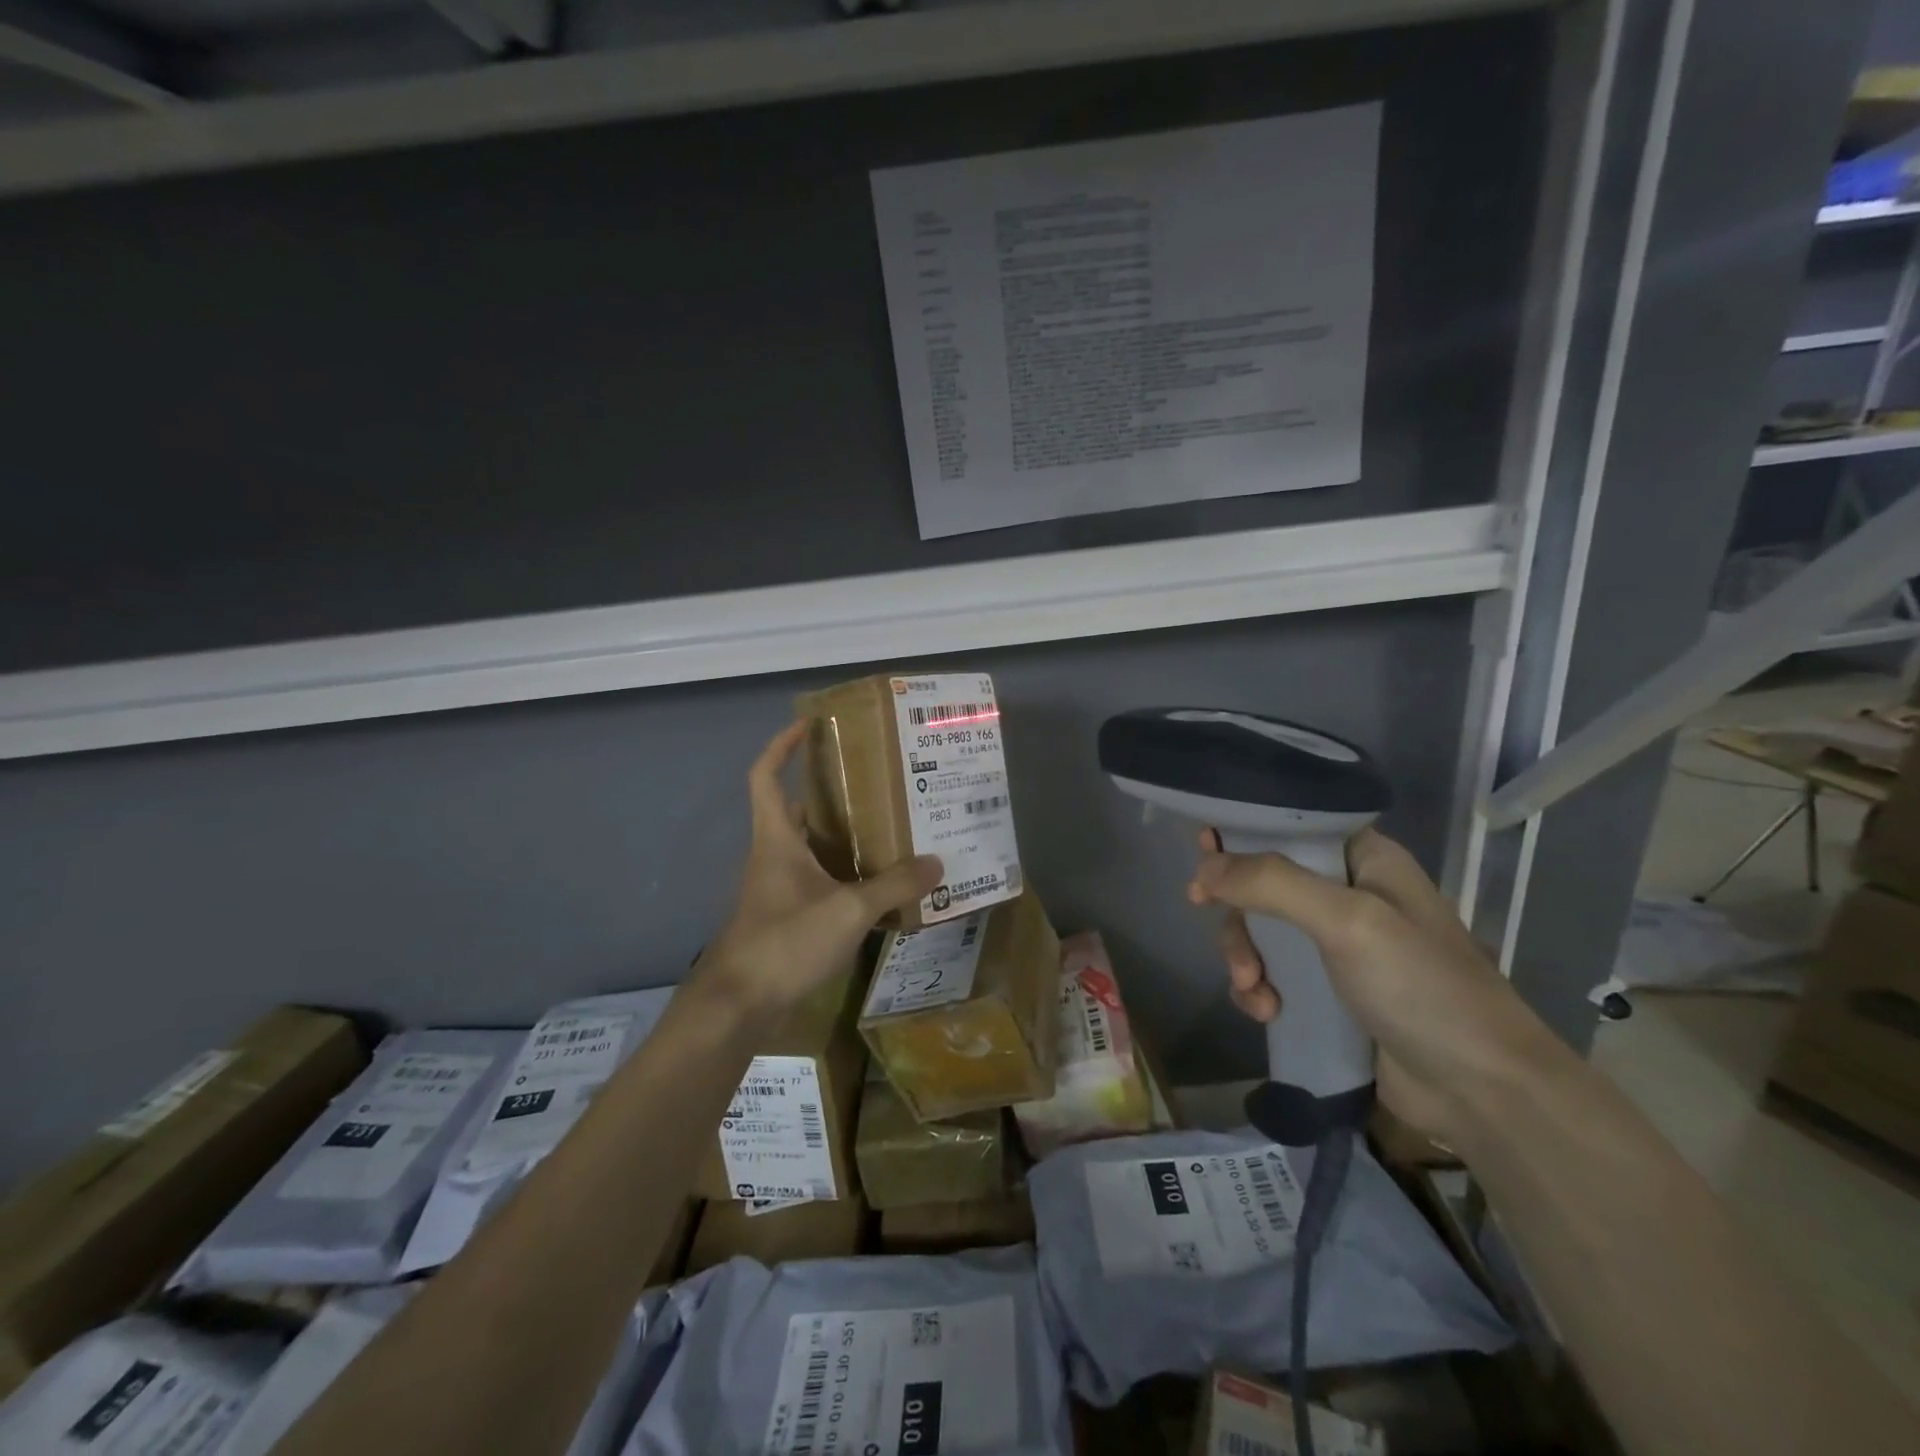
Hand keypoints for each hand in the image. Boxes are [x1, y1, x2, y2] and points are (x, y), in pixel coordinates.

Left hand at [693, 722, 941, 1018]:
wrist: (739, 1006)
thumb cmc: (785, 941)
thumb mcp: (848, 910)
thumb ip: (894, 885)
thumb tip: (937, 863)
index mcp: (777, 838)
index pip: (765, 776)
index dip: (782, 746)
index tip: (809, 726)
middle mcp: (774, 856)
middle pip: (798, 811)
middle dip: (831, 794)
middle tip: (876, 785)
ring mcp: (778, 889)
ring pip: (812, 849)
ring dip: (842, 838)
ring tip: (890, 829)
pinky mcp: (787, 918)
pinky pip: (819, 882)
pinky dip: (845, 877)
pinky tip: (879, 887)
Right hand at [1189, 826, 1557, 1144]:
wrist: (1481, 1092)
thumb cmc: (1421, 987)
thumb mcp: (1347, 922)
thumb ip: (1272, 885)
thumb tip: (1203, 869)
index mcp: (1365, 860)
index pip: (1293, 825)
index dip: (1245, 832)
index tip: (1204, 851)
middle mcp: (1349, 895)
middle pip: (1265, 880)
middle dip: (1238, 907)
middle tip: (1206, 913)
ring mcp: (1337, 946)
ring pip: (1262, 931)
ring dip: (1244, 956)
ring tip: (1253, 989)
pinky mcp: (1328, 992)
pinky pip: (1272, 975)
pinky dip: (1258, 989)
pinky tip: (1265, 1012)